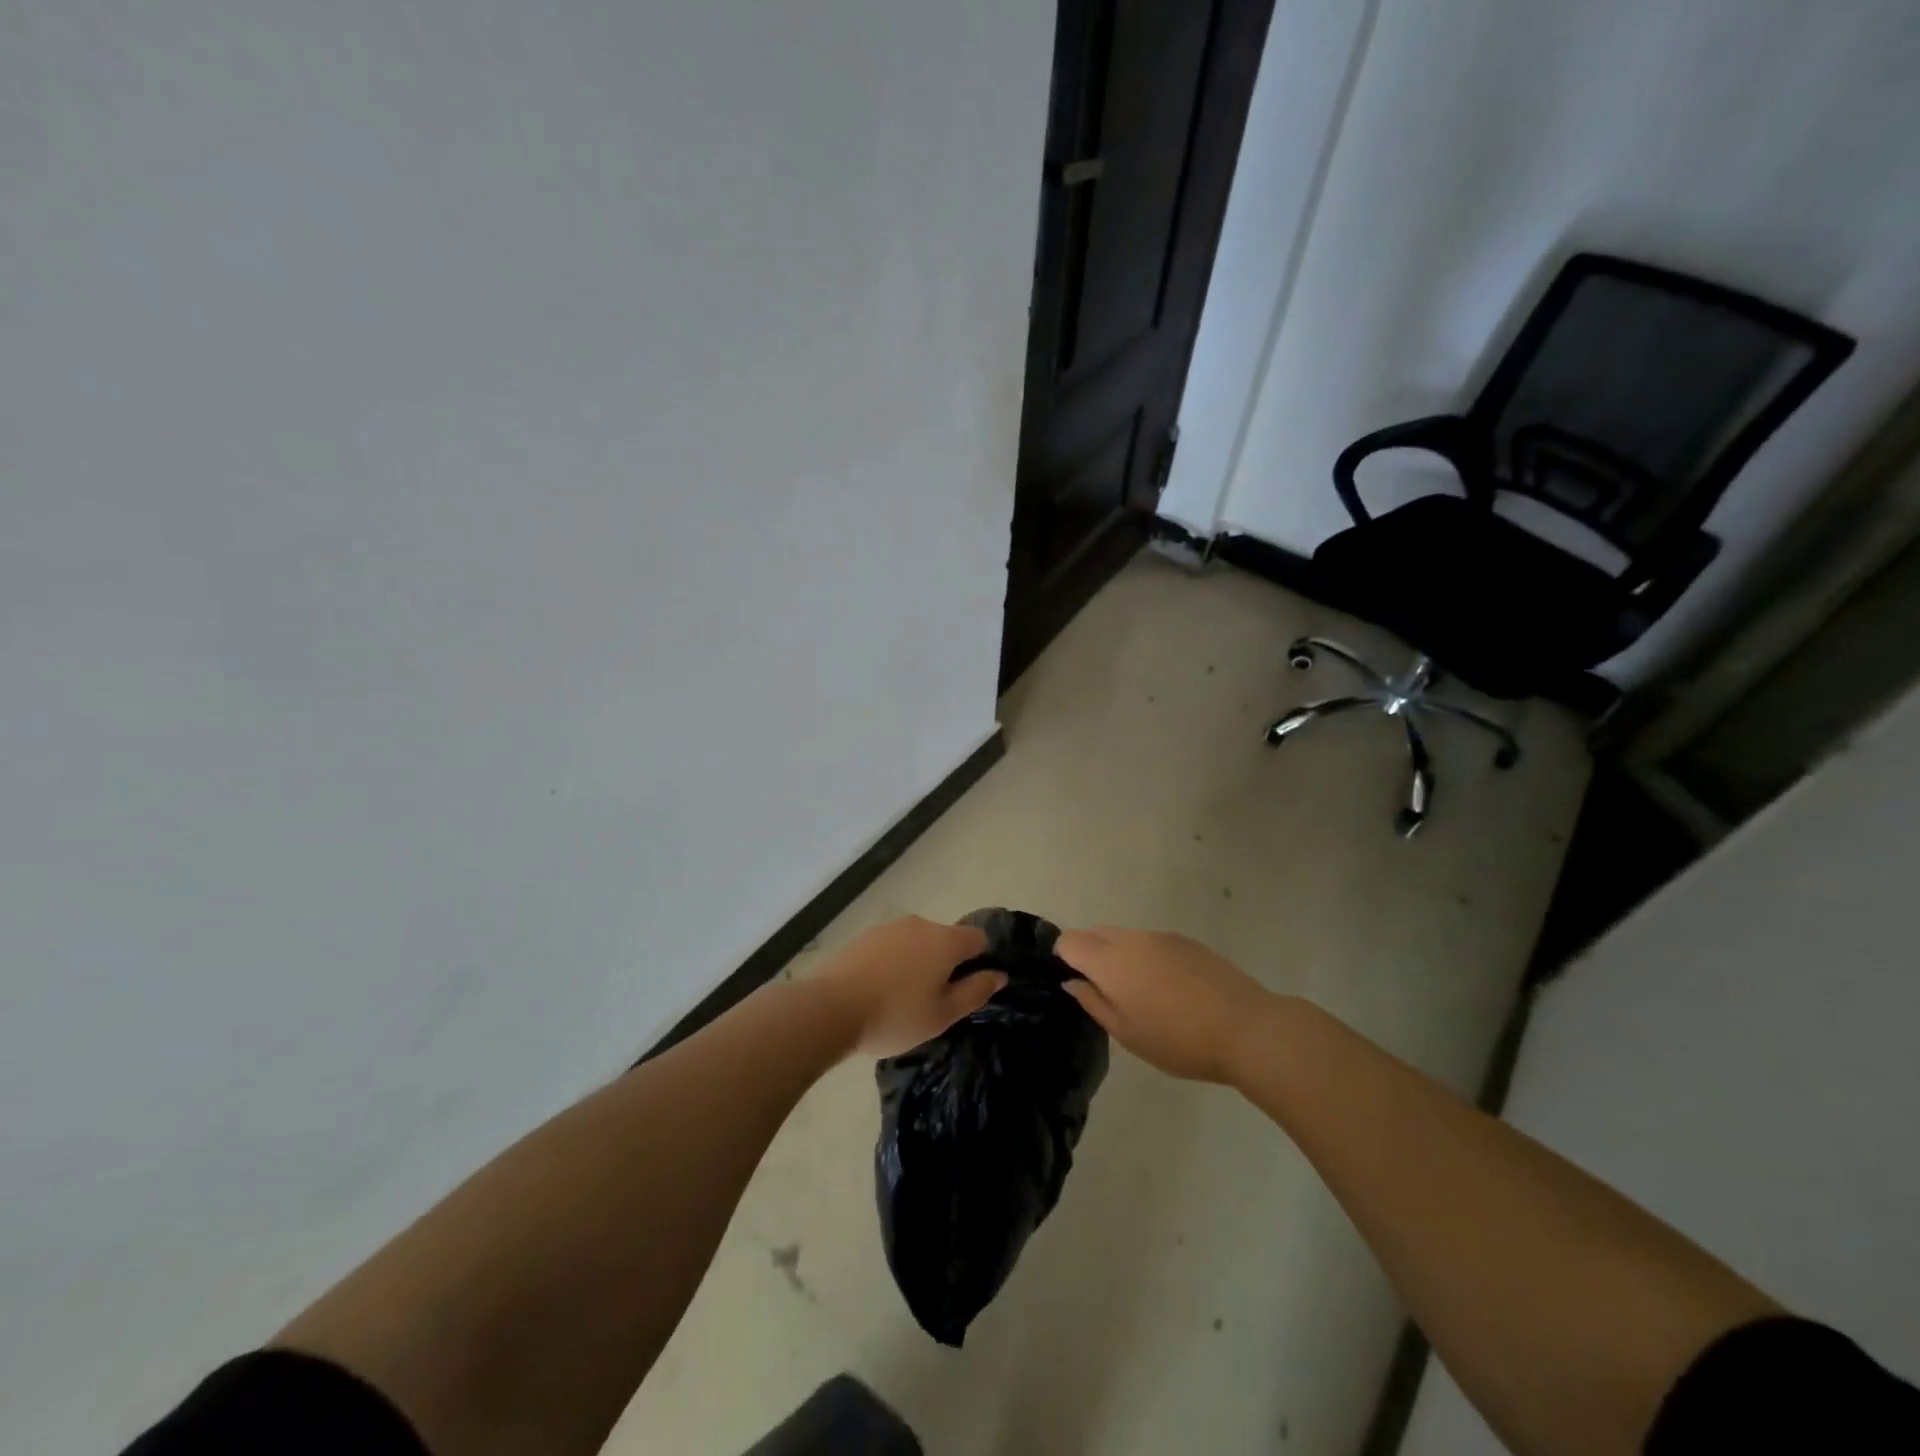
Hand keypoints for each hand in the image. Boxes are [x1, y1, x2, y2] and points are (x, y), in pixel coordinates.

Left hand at [812, 916, 1002, 1057]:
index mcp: (945, 940)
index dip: (980, 961)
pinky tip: (879, 990)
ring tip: (903, 999)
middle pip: (946, 939)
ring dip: (919, 963)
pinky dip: (894, 963)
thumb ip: (975, 992)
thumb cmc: (895, 1015)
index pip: (978, 938)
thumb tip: (998, 974)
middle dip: (946, 964)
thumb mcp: (943, 1015)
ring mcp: (889, 927)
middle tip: (934, 1002)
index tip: (968, 988)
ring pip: (918, 942)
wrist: (831, 1007)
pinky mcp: (865, 936)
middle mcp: (920, 924)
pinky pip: (892, 946)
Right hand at [1056, 926, 1276, 1083]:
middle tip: (1103, 992)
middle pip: (1095, 932)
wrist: (1246, 1028)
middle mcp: (1132, 939)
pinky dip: (1145, 957)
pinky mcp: (1186, 941)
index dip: (1063, 957)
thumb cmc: (1179, 1040)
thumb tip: (1072, 982)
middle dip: (1089, 954)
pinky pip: (1150, 941)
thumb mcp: (1127, 1034)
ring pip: (1124, 936)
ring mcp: (1161, 936)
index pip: (1070, 940)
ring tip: (1138, 993)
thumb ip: (1093, 1003)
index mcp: (1110, 961)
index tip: (1073, 982)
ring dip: (1118, 955)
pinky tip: (1167, 988)